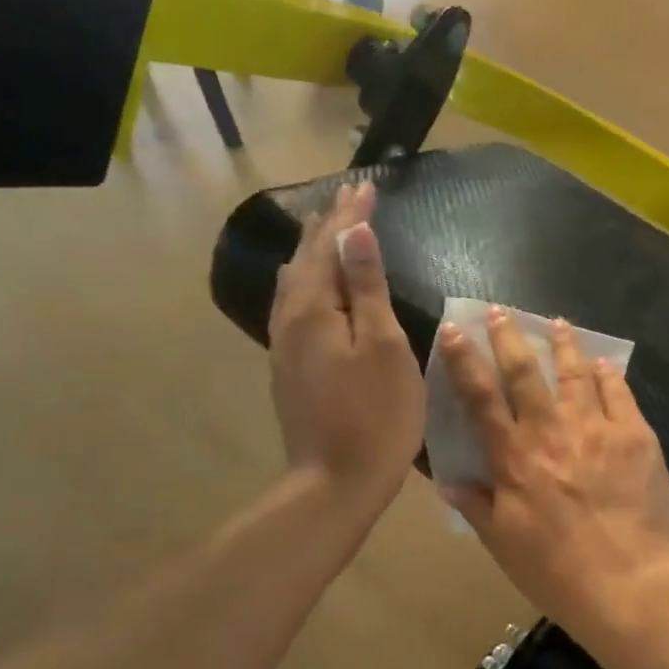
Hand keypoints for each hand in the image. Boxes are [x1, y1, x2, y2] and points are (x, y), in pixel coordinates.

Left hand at [269, 183, 424, 510]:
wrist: (336, 482)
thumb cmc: (375, 415)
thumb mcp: (383, 346)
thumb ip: (367, 286)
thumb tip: (354, 231)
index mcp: (314, 309)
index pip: (330, 245)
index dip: (350, 215)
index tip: (367, 186)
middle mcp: (290, 320)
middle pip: (306, 260)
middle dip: (328, 226)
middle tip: (349, 198)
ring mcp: (285, 346)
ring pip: (295, 283)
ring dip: (314, 252)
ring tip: (327, 230)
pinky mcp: (291, 368)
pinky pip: (295, 306)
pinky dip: (309, 281)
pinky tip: (312, 287)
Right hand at [438, 308, 668, 623]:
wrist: (634, 585)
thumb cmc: (559, 573)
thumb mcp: (505, 545)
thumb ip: (477, 506)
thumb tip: (449, 480)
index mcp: (515, 458)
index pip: (481, 398)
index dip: (464, 361)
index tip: (454, 330)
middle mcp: (552, 432)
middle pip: (526, 373)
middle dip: (509, 338)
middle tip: (500, 311)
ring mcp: (598, 429)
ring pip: (575, 374)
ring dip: (563, 345)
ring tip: (557, 323)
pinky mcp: (637, 436)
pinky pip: (619, 394)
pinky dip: (608, 375)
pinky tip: (604, 363)